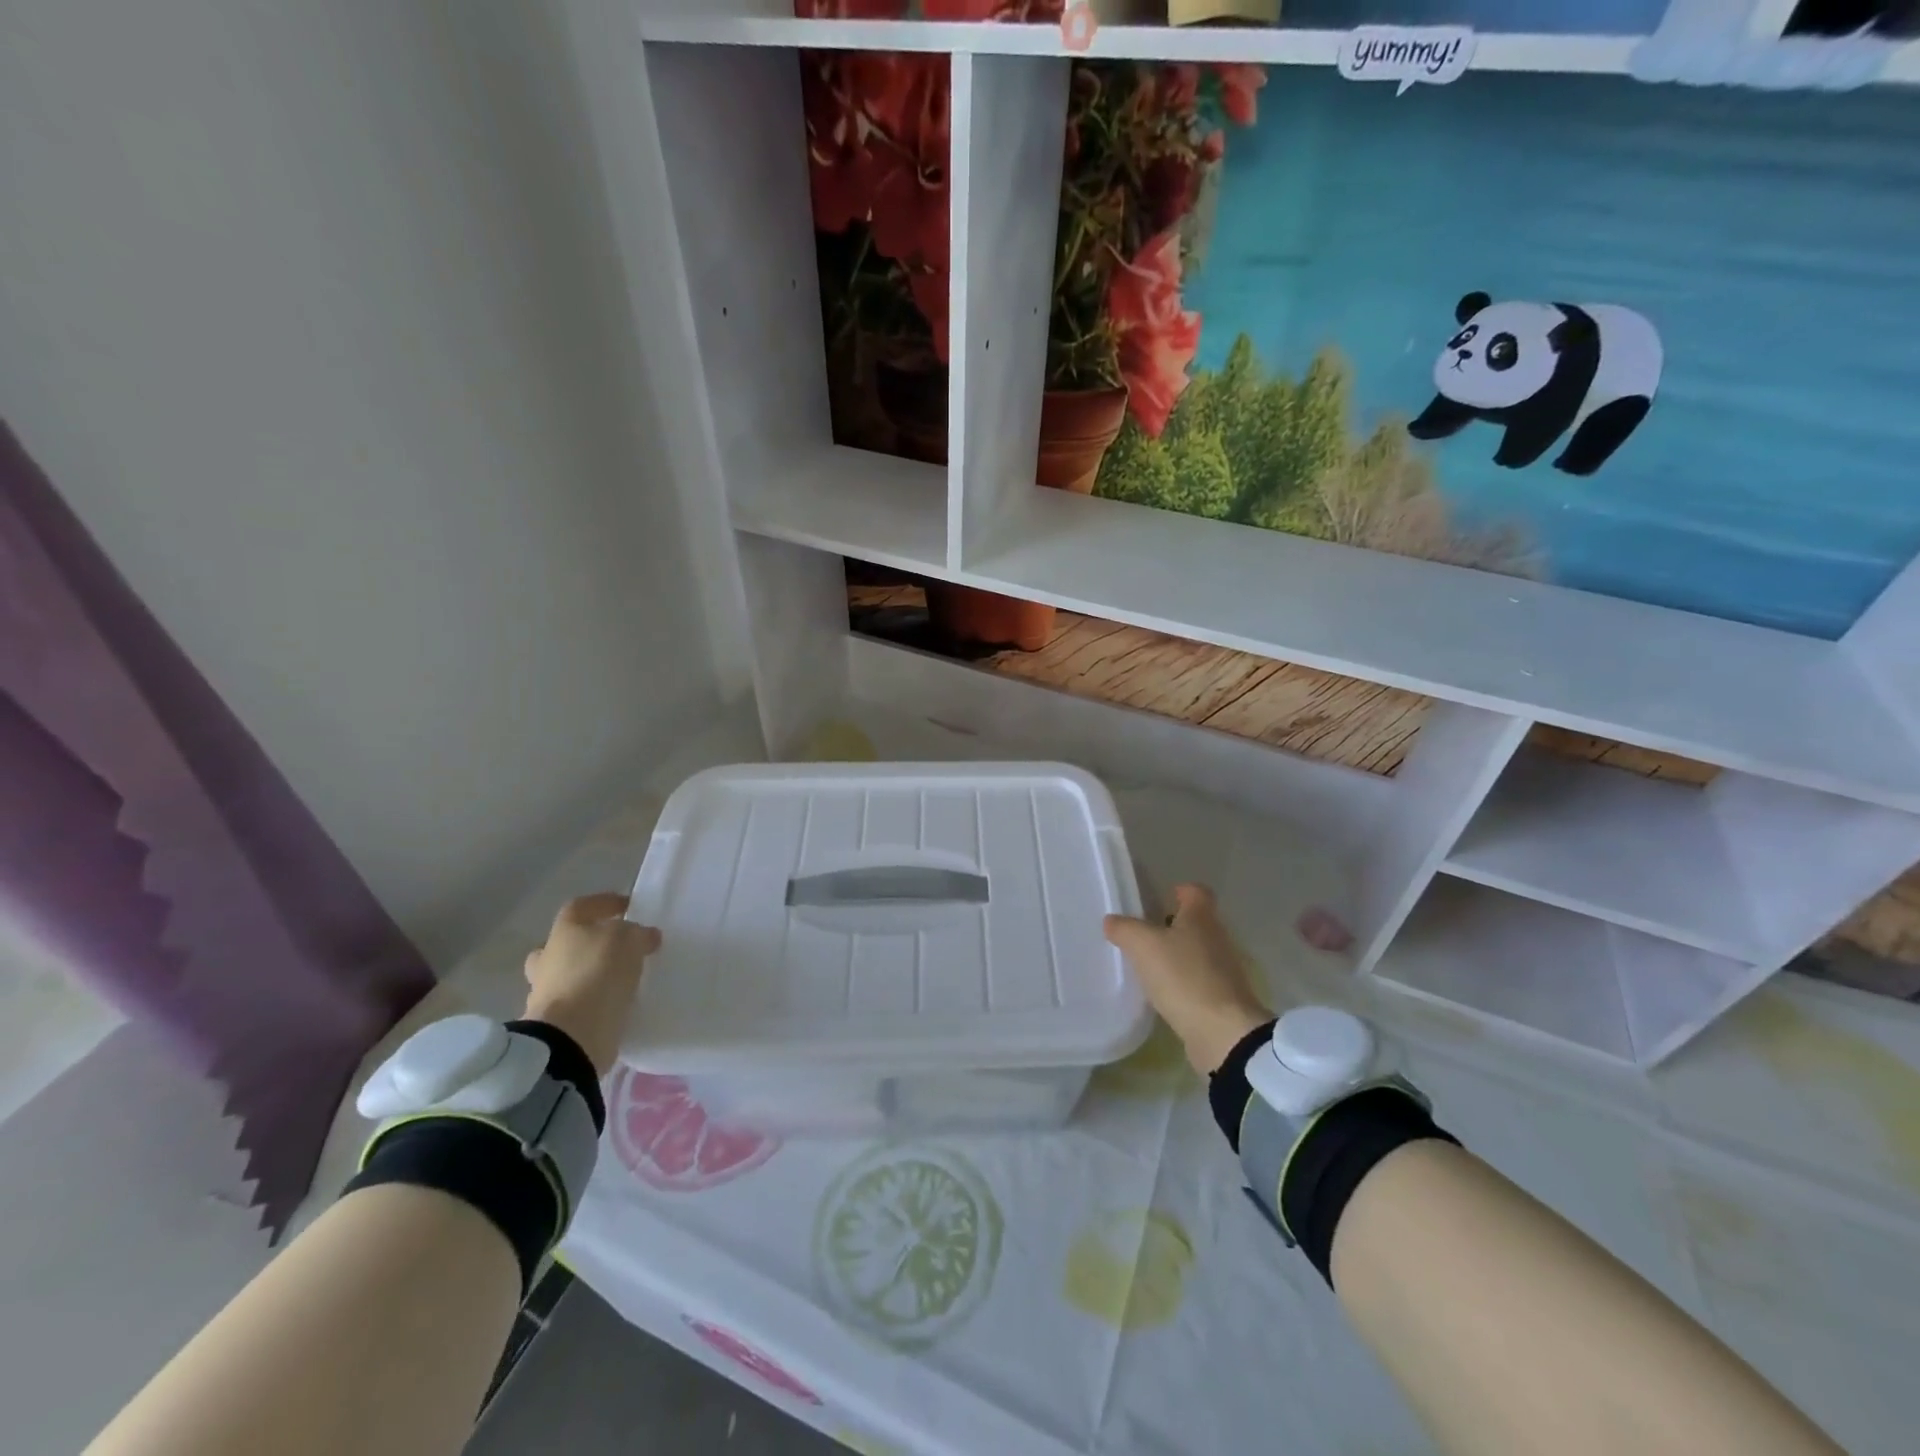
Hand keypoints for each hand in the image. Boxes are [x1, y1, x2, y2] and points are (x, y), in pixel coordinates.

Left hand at [522, 893, 660, 1078]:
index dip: (605, 903)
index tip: (628, 907)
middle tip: (615, 947)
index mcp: (564, 931)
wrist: (572, 1035)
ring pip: (566, 976)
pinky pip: (576, 1004)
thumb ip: (638, 934)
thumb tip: (646, 937)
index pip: (581, 906)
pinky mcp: (554, 1023)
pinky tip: (614, 1003)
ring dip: (589, 975)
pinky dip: (592, 1001)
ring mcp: (546, 993)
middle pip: (564, 943)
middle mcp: (548, 958)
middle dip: (587, 943)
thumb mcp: (629, 940)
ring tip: (620, 979)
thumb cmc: (598, 973)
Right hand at [1104, 883, 1271, 1075]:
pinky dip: (1181, 983)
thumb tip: (1112, 921)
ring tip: (1146, 965)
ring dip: (1175, 956)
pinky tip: (1161, 993)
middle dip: (1171, 925)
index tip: (1160, 898)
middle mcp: (1217, 938)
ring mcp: (1223, 970)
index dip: (1179, 890)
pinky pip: (1197, 981)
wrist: (1222, 1033)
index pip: (1196, 891)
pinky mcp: (1222, 999)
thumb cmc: (1183, 976)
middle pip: (1195, 922)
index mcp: (1201, 917)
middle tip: (1142, 934)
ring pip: (1196, 952)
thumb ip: (1124, 928)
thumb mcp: (1143, 945)